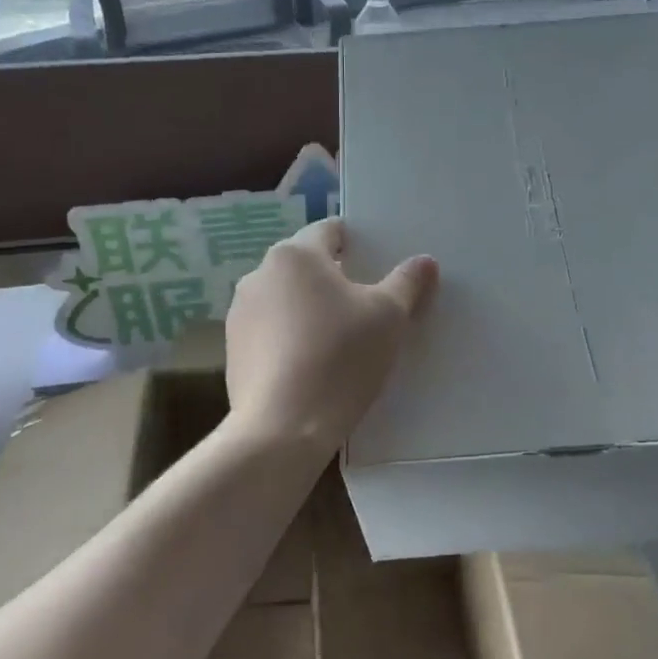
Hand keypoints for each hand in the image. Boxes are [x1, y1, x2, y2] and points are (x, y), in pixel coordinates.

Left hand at [224, 218, 437, 452]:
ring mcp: (240, 314)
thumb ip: (407, 283)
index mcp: (295, 255)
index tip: (376, 265)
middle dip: (333, 279)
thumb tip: (424, 261)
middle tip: (366, 306)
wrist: (282, 428)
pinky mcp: (233, 351)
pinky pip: (270, 331)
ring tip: (338, 339)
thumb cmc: (340, 357)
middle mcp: (259, 275)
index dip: (356, 243)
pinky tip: (311, 365)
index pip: (329, 231)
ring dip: (309, 309)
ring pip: (285, 299)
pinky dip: (290, 338)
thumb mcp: (388, 317)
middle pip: (305, 265)